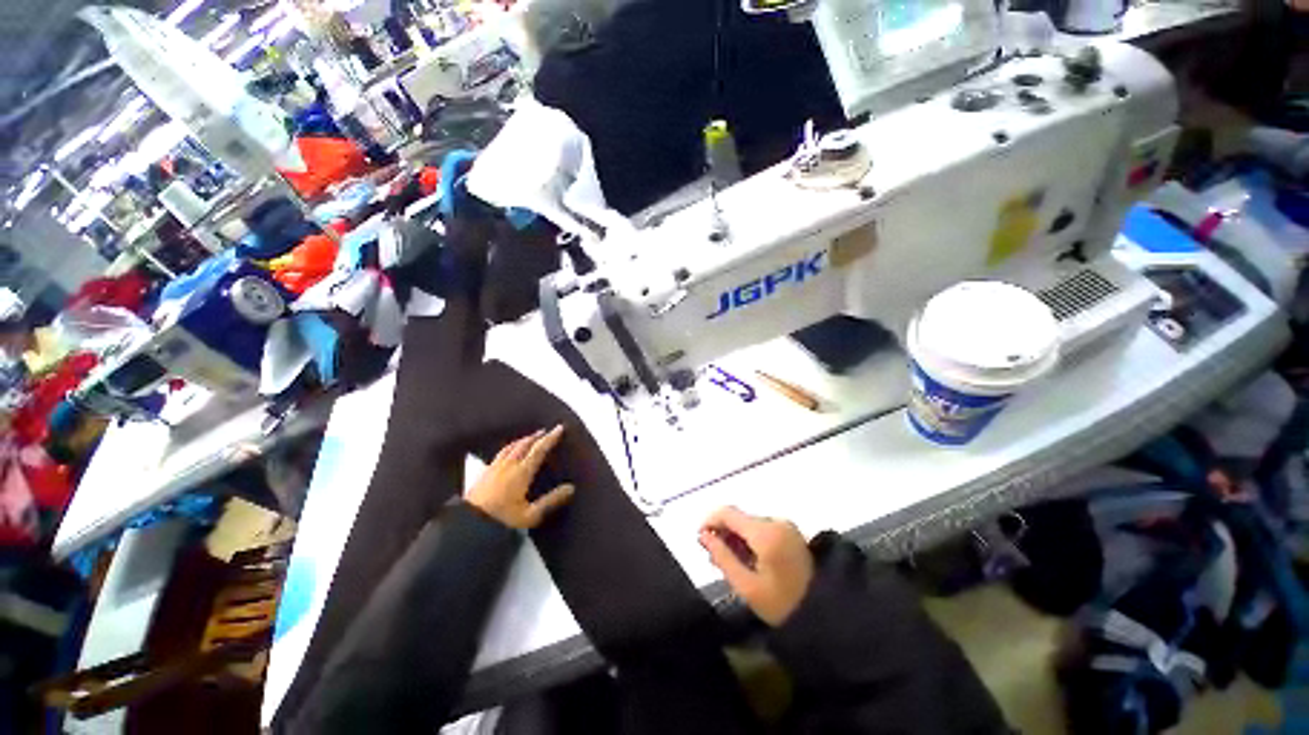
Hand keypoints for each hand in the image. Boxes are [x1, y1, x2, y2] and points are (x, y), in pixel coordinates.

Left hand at [465, 426, 574, 528]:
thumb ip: (551, 501)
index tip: (559, 428)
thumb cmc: (501, 521)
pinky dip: (510, 447)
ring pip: (511, 446)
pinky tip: (508, 452)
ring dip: (523, 439)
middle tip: (546, 431)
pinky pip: (500, 453)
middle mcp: (508, 466)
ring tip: (530, 438)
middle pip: (524, 444)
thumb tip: (570, 488)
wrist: (467, 525)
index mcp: (521, 473)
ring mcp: (494, 468)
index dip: (551, 438)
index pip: (539, 450)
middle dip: (537, 436)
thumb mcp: (530, 515)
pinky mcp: (484, 473)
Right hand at [699, 507, 813, 625]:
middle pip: (739, 518)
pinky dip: (750, 540)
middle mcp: (775, 521)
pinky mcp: (791, 533)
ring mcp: (786, 525)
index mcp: (765, 532)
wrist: (828, 614)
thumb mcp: (747, 587)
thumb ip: (723, 558)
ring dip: (736, 538)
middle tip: (714, 559)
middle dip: (723, 533)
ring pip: (750, 524)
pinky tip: (748, 560)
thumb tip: (704, 536)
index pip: (727, 512)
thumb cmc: (783, 604)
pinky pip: (762, 529)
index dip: (709, 521)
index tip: (700, 540)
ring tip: (731, 563)